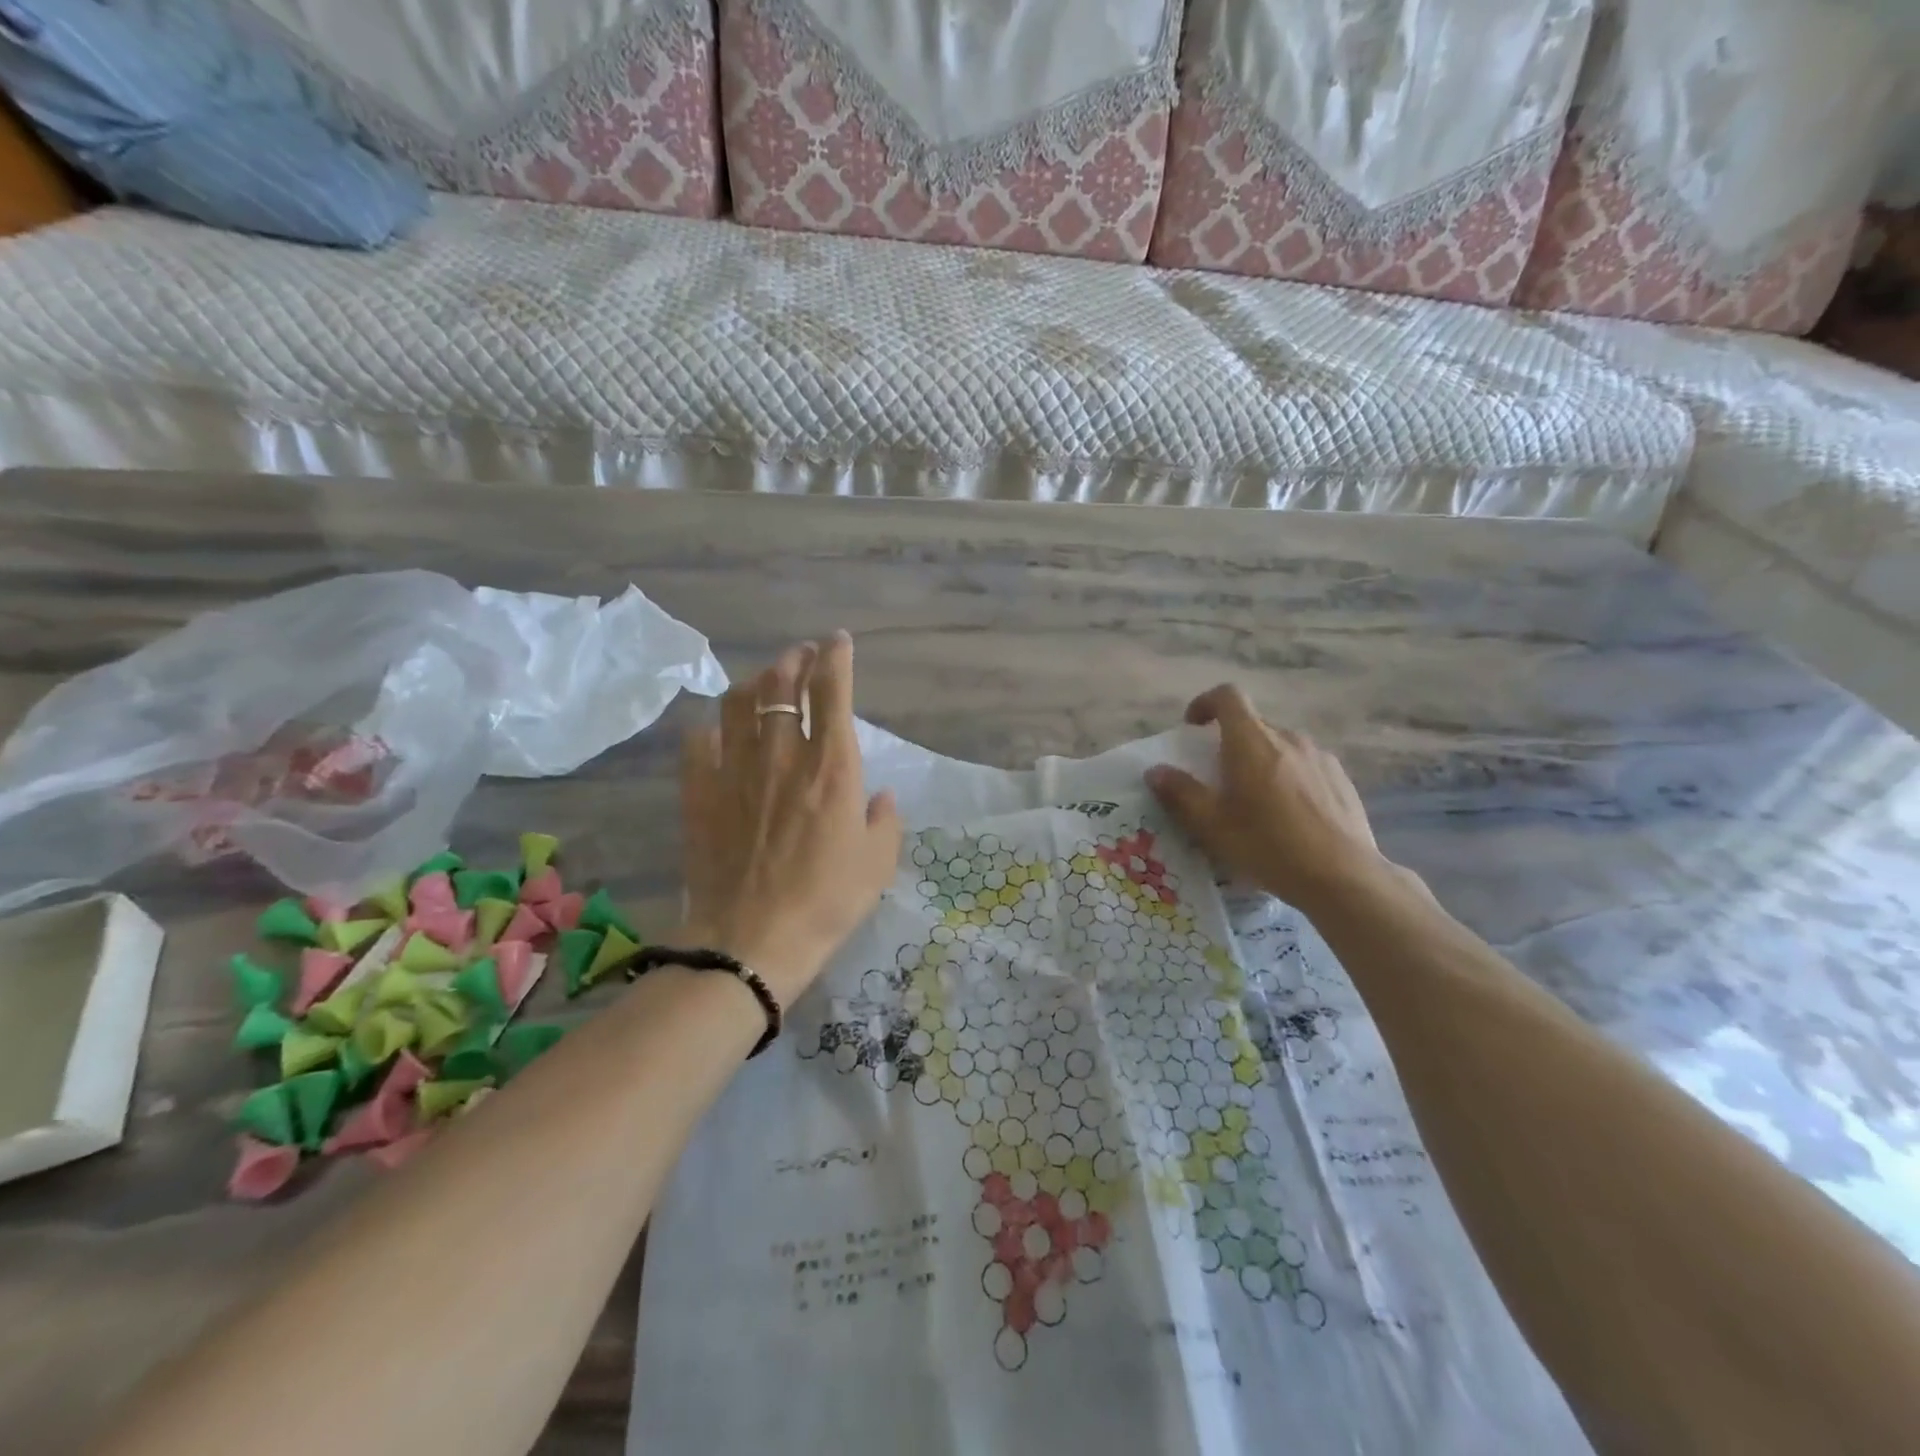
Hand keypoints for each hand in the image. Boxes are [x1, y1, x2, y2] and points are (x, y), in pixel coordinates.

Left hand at [679, 632, 902, 1005]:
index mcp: (832, 767)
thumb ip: (884, 820)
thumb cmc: (827, 902)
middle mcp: (783, 755)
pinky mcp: (700, 792)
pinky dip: (712, 728)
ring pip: (739, 702)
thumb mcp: (878, 864)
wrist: (752, 940)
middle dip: (794, 659)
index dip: (837, 658)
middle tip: (802, 654)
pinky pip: (699, 741)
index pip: (833, 692)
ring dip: (755, 682)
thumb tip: (879, 796)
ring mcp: (735, 770)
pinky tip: (719, 732)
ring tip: (764, 681)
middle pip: (783, 685)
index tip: (839, 642)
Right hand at [1146, 684, 1397, 914]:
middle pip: (1253, 725)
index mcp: (1252, 742)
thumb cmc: (1268, 846)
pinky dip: (1289, 779)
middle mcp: (1288, 738)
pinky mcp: (1342, 779)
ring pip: (1280, 747)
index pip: (1228, 696)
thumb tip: (1155, 771)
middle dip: (1230, 744)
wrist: (1343, 877)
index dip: (1205, 703)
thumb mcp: (1212, 825)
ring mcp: (1320, 757)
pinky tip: (1290, 817)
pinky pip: (1305, 766)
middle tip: (1219, 781)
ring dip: (1261, 763)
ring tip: (1256, 804)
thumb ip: (1180, 793)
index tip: (1193, 729)